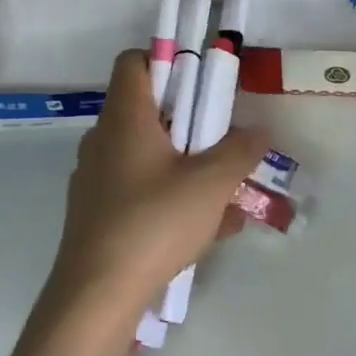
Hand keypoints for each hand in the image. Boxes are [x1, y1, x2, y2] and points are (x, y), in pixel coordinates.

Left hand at [48, 48, 270, 324]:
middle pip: (146, 110)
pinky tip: (207, 230)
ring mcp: (96, 178)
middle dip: (189, 122)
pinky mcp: (96, 213)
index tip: (201, 83)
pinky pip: (139, 190)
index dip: (166, 60)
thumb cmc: (153, 222)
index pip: (134, 62)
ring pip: (147, 155)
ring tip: (226, 194)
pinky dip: (170, 196)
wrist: (95, 296)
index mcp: (124, 118)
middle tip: (222, 140)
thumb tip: (259, 129)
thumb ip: (239, 151)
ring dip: (186, 164)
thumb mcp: (210, 184)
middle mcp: (103, 139)